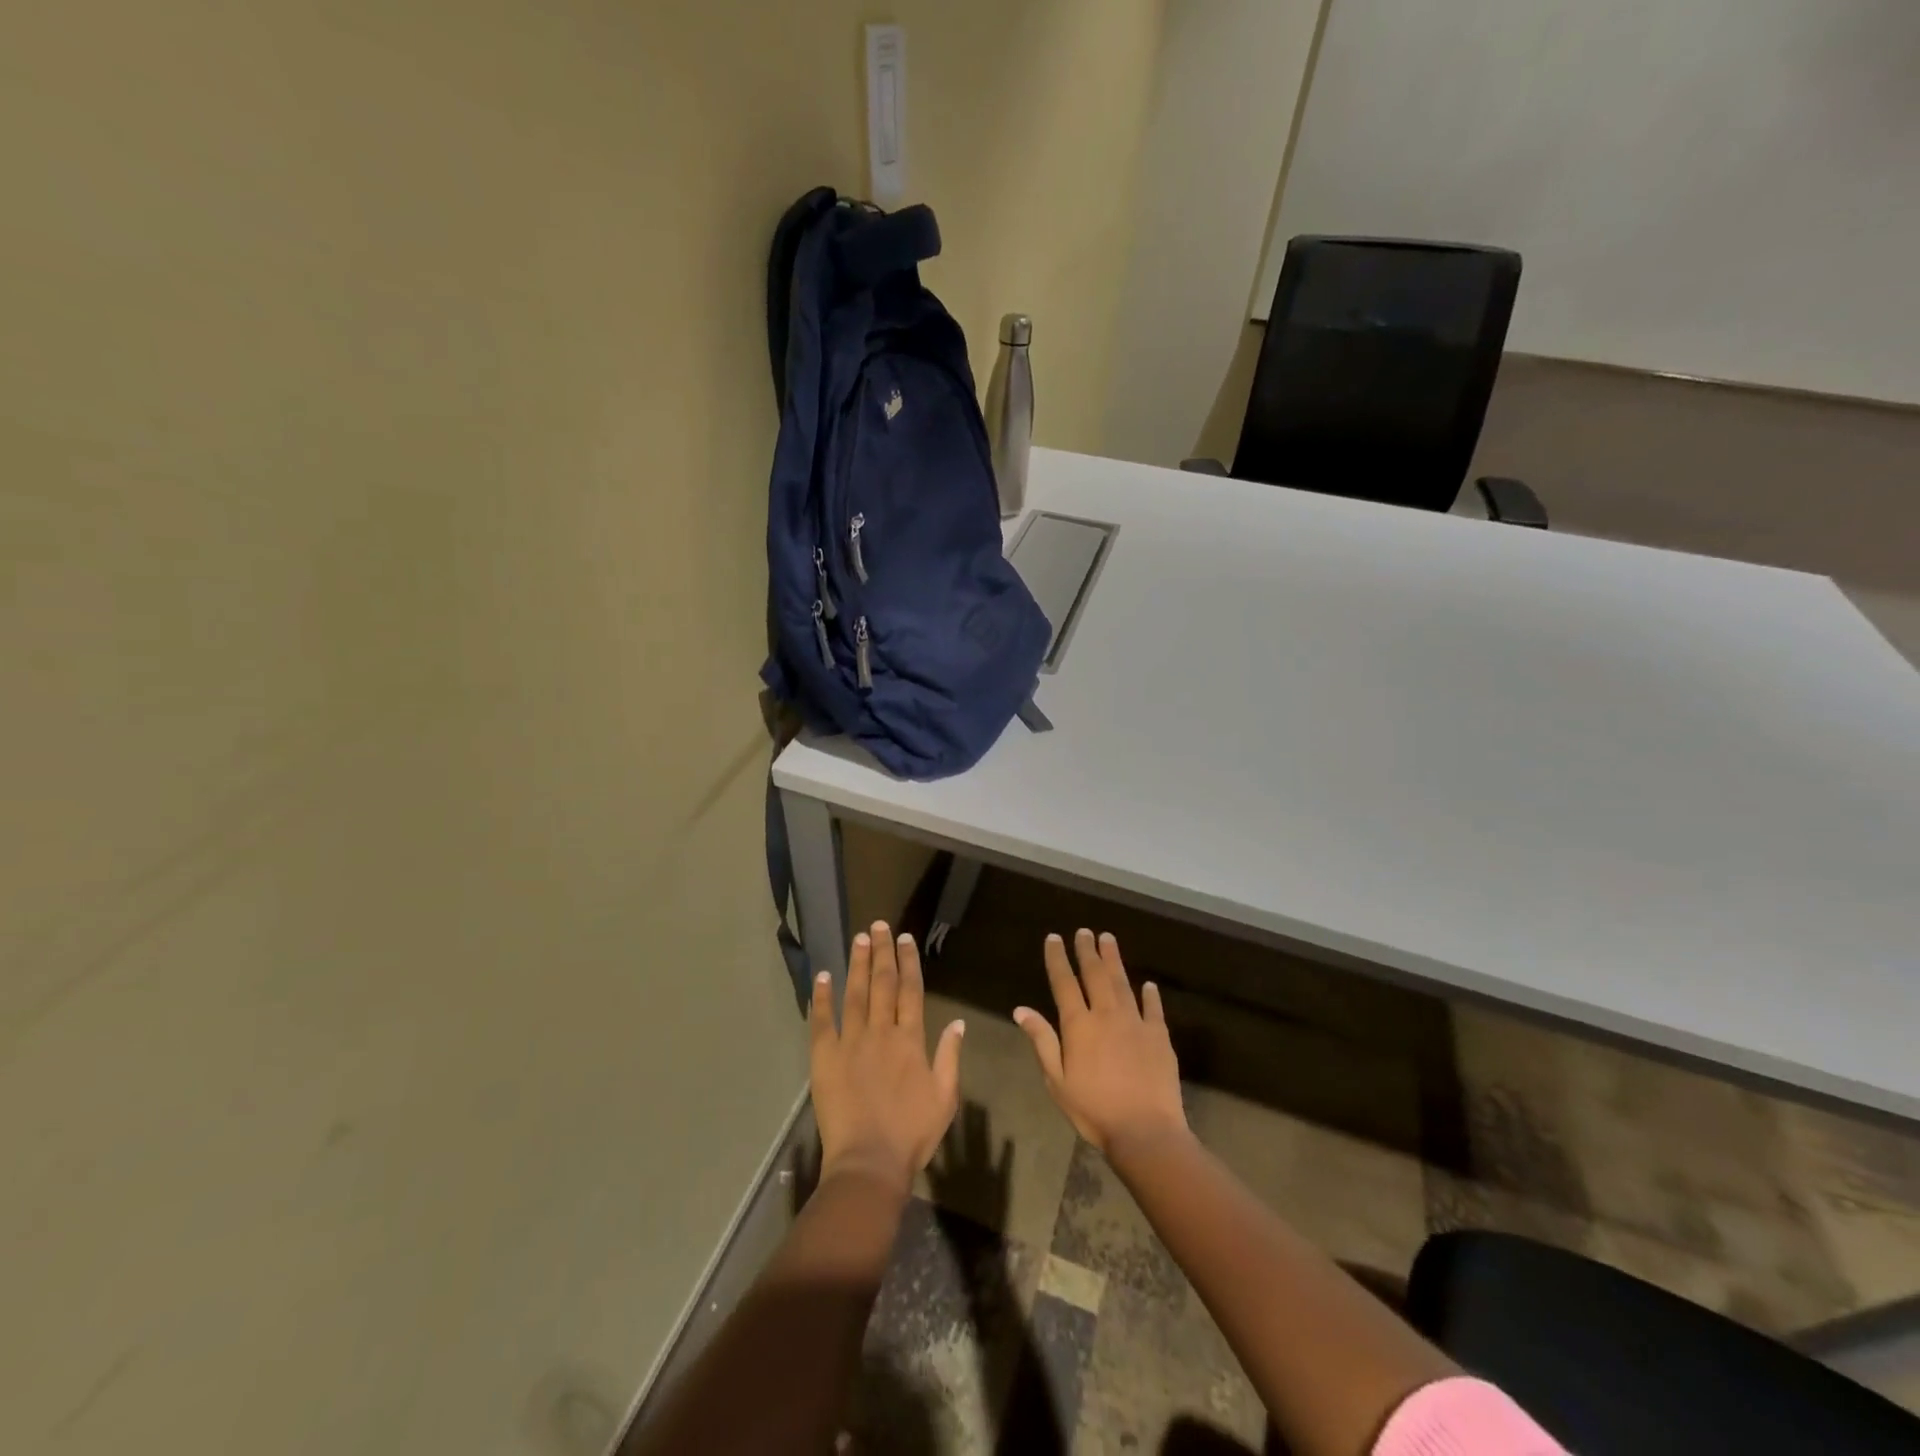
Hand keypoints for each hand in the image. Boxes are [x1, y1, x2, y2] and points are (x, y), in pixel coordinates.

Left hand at [810, 922, 965, 1195]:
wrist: (869, 1162)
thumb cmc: (912, 1134)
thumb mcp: (945, 1098)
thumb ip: (950, 1057)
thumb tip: (958, 1022)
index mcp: (910, 1040)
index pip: (910, 991)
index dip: (909, 962)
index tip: (906, 939)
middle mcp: (881, 1032)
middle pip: (882, 983)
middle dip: (883, 952)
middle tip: (880, 925)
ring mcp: (850, 1042)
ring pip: (855, 993)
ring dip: (857, 964)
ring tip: (859, 938)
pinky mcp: (825, 1057)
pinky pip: (822, 1021)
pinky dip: (822, 997)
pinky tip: (823, 976)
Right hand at [1014, 930, 1187, 1155]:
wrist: (1145, 1131)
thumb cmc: (1094, 1110)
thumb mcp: (1057, 1080)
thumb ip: (1042, 1041)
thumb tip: (1021, 1010)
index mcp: (1079, 1025)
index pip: (1064, 983)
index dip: (1058, 958)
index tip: (1054, 938)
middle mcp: (1107, 1015)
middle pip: (1095, 975)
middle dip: (1087, 950)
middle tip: (1084, 931)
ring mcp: (1136, 1023)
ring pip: (1123, 983)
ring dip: (1114, 960)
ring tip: (1108, 939)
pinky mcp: (1160, 1036)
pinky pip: (1153, 1008)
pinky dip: (1150, 994)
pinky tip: (1148, 984)